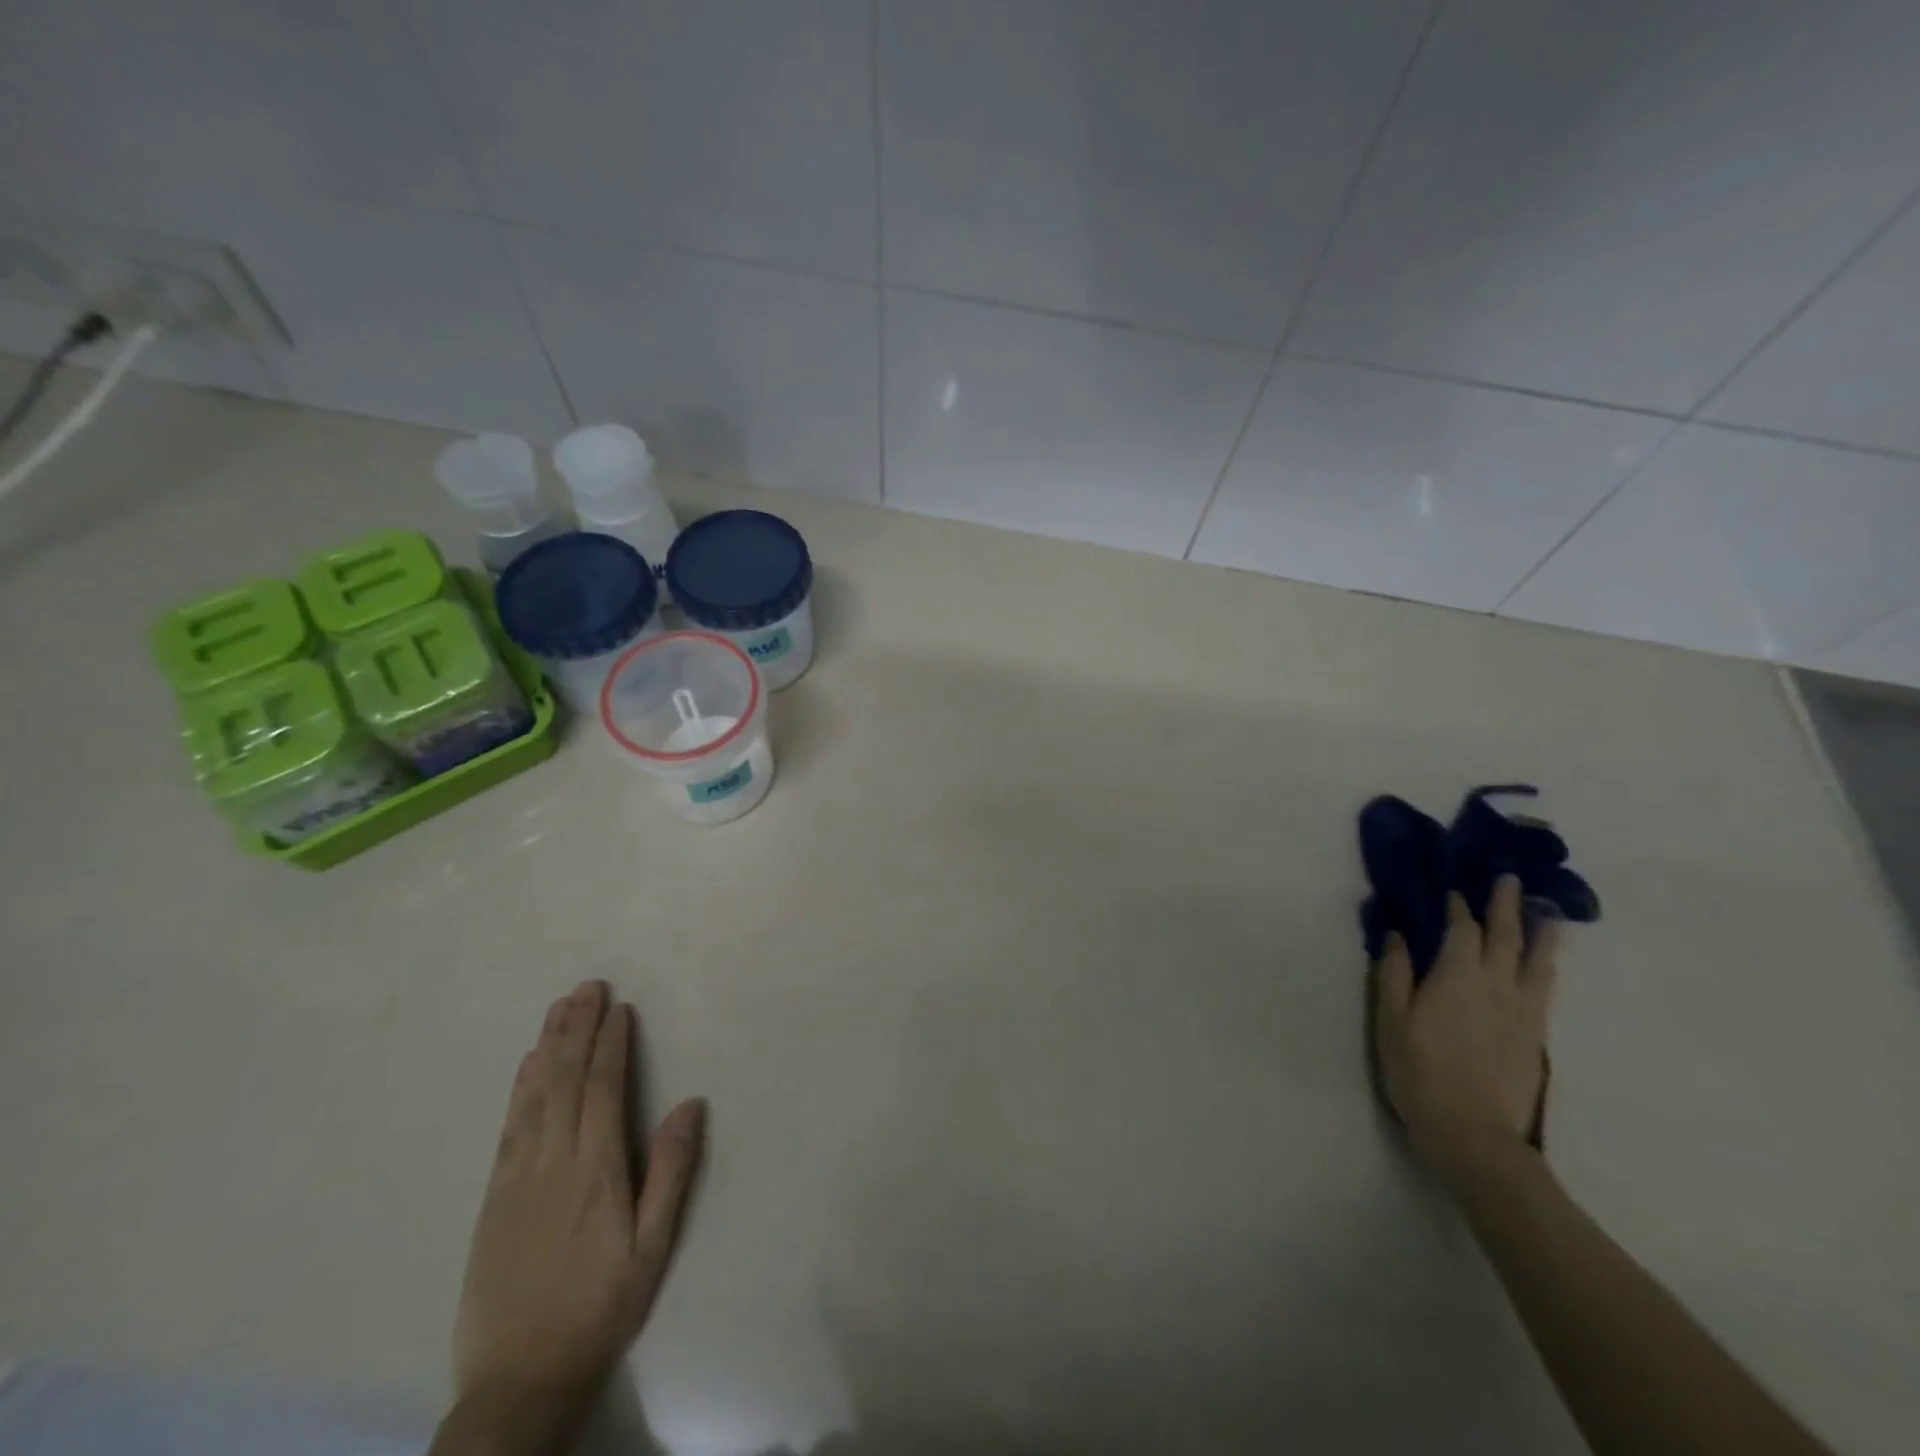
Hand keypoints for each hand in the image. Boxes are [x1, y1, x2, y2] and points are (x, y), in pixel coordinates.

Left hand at [451, 981, 704, 1433]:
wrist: (518, 1379)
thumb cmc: (600, 1307)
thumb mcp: (653, 1247)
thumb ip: (671, 1171)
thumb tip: (690, 1103)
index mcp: (596, 1170)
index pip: (603, 1090)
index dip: (611, 1045)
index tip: (618, 1008)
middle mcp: (553, 1161)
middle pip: (565, 1081)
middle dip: (578, 1029)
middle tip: (588, 987)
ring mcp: (517, 1177)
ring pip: (533, 1096)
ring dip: (547, 1046)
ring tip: (560, 1007)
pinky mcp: (493, 1196)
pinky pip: (508, 1127)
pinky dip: (519, 1088)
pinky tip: (526, 1064)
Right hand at [1373, 875, 1559, 1181]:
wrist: (1474, 1133)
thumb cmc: (1419, 1071)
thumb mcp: (1391, 1020)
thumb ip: (1394, 973)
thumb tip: (1398, 934)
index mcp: (1457, 976)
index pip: (1462, 930)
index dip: (1458, 907)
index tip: (1454, 889)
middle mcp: (1496, 985)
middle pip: (1505, 936)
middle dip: (1505, 905)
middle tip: (1509, 879)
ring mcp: (1523, 1011)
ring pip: (1536, 961)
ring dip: (1541, 933)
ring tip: (1547, 913)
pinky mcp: (1536, 1036)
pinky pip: (1544, 989)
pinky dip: (1545, 966)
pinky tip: (1545, 965)